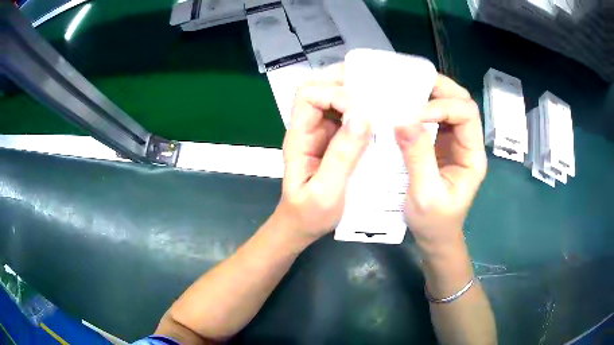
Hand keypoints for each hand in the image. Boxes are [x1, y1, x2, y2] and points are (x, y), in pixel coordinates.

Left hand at [275, 64, 370, 242]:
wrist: (303, 226)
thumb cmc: (309, 214)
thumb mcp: (325, 192)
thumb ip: (341, 157)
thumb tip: (361, 117)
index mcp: (299, 137)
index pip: (308, 96)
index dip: (333, 94)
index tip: (359, 110)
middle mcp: (309, 128)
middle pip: (317, 88)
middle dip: (342, 79)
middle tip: (371, 81)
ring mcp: (322, 133)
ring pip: (331, 97)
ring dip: (353, 90)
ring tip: (379, 92)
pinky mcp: (335, 141)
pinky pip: (345, 115)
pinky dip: (360, 108)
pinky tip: (379, 113)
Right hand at [395, 75, 486, 249]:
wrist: (435, 237)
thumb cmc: (435, 222)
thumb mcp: (425, 194)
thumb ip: (418, 157)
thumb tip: (403, 120)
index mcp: (472, 155)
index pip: (466, 114)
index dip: (442, 107)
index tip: (412, 113)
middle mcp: (467, 143)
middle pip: (462, 102)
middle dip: (439, 88)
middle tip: (410, 81)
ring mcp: (454, 142)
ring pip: (450, 105)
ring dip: (430, 93)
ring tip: (405, 88)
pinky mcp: (440, 145)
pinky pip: (435, 117)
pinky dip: (421, 106)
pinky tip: (404, 105)